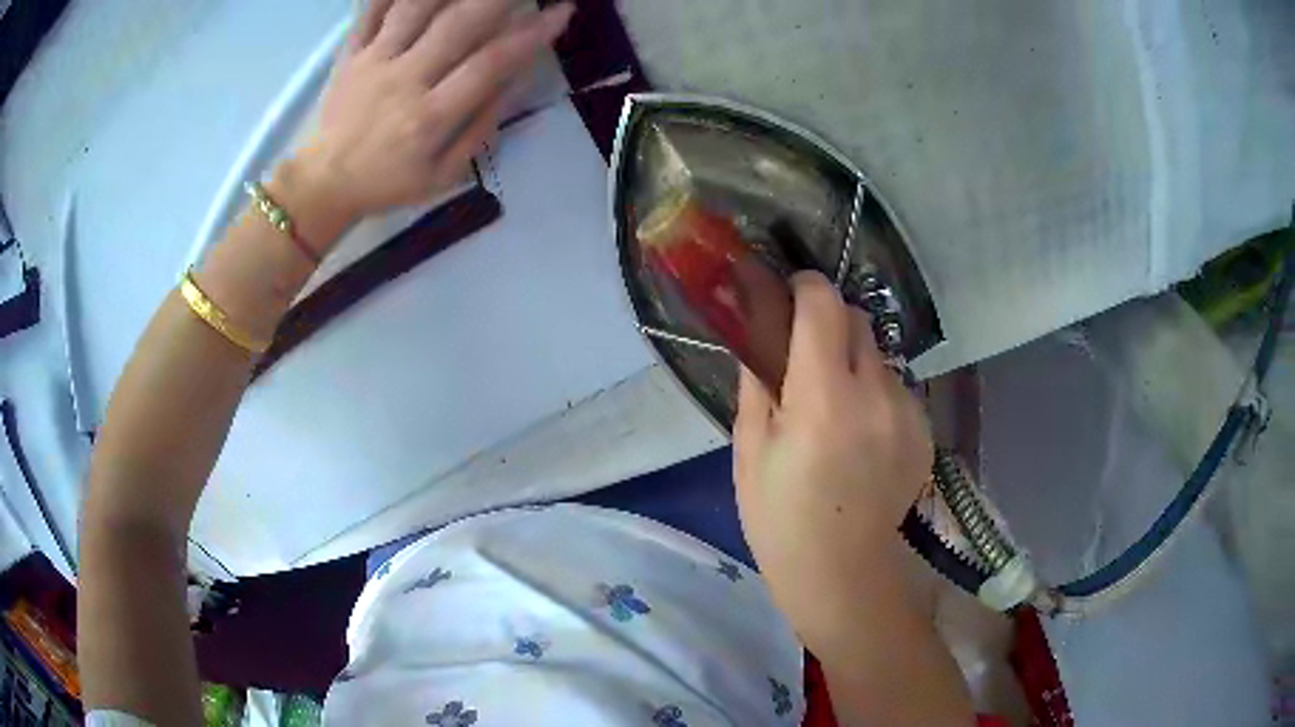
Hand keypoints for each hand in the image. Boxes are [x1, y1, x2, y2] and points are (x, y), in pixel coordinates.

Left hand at [290, 0, 574, 224]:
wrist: (324, 184)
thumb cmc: (387, 183)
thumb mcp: (443, 175)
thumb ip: (479, 127)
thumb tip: (514, 78)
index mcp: (430, 116)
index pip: (490, 63)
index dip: (531, 34)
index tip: (561, 11)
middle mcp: (404, 80)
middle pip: (458, 23)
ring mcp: (374, 62)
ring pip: (415, 8)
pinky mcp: (351, 55)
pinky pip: (370, 13)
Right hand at [733, 272, 933, 634]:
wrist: (843, 571)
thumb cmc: (781, 517)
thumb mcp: (749, 450)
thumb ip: (757, 381)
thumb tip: (758, 335)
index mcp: (824, 397)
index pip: (824, 305)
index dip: (805, 287)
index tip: (789, 295)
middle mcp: (875, 393)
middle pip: (858, 319)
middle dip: (829, 323)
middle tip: (805, 356)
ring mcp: (907, 412)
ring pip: (879, 354)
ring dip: (855, 361)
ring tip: (836, 407)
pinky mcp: (924, 429)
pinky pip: (896, 387)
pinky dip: (876, 393)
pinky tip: (862, 435)